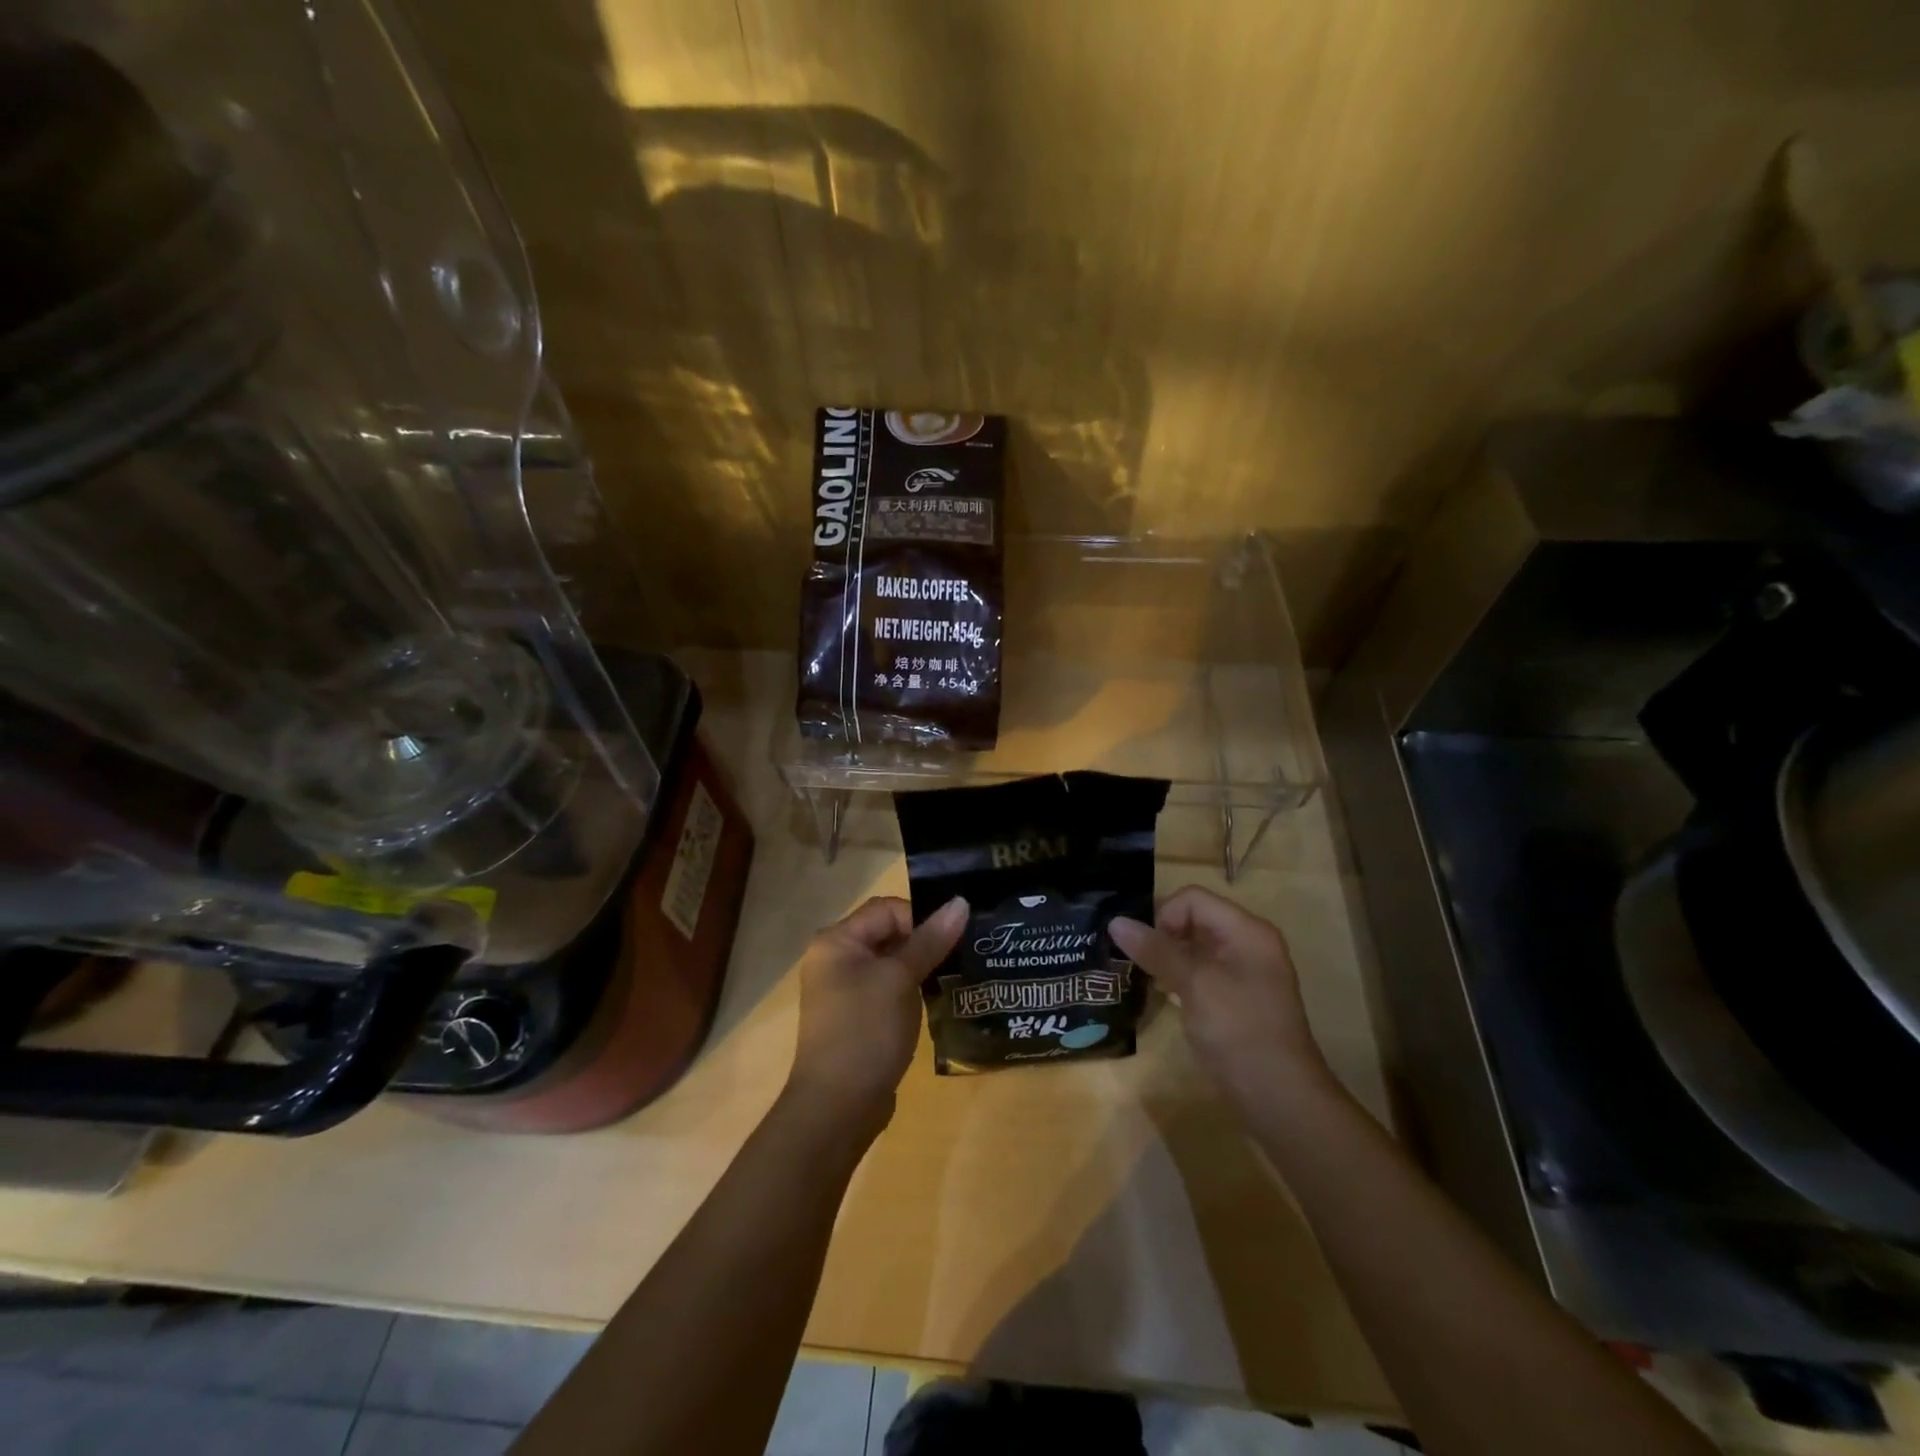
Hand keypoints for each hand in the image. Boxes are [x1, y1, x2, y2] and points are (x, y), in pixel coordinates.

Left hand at [785, 895, 967, 1133]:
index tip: (951, 941)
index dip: (921, 918)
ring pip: (891, 963)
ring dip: (921, 967)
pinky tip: (935, 1002)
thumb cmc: (866, 1031)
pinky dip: (911, 990)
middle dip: (925, 942)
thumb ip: (931, 940)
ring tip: (955, 977)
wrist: (837, 1107)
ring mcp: (844, 991)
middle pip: (888, 933)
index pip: (887, 909)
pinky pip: (888, 989)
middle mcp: (835, 959)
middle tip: (962, 955)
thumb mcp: (901, 979)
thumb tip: (961, 902)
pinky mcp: (857, 1017)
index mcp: (836, 941)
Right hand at [1110, 886, 1333, 1108]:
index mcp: (1246, 930)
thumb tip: (1115, 921)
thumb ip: (1156, 950)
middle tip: (1134, 961)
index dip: (1164, 915)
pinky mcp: (1236, 998)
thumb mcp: (1194, 984)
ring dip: (1167, 956)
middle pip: (1194, 919)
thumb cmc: (1239, 1030)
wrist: (1279, 1098)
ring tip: (1141, 975)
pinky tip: (1162, 993)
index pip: (1193, 899)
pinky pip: (1201, 971)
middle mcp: (1248, 943)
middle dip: (1161, 935)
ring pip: (1195, 947)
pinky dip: (1179, 976)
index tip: (1143, 947)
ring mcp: (1244, 972)